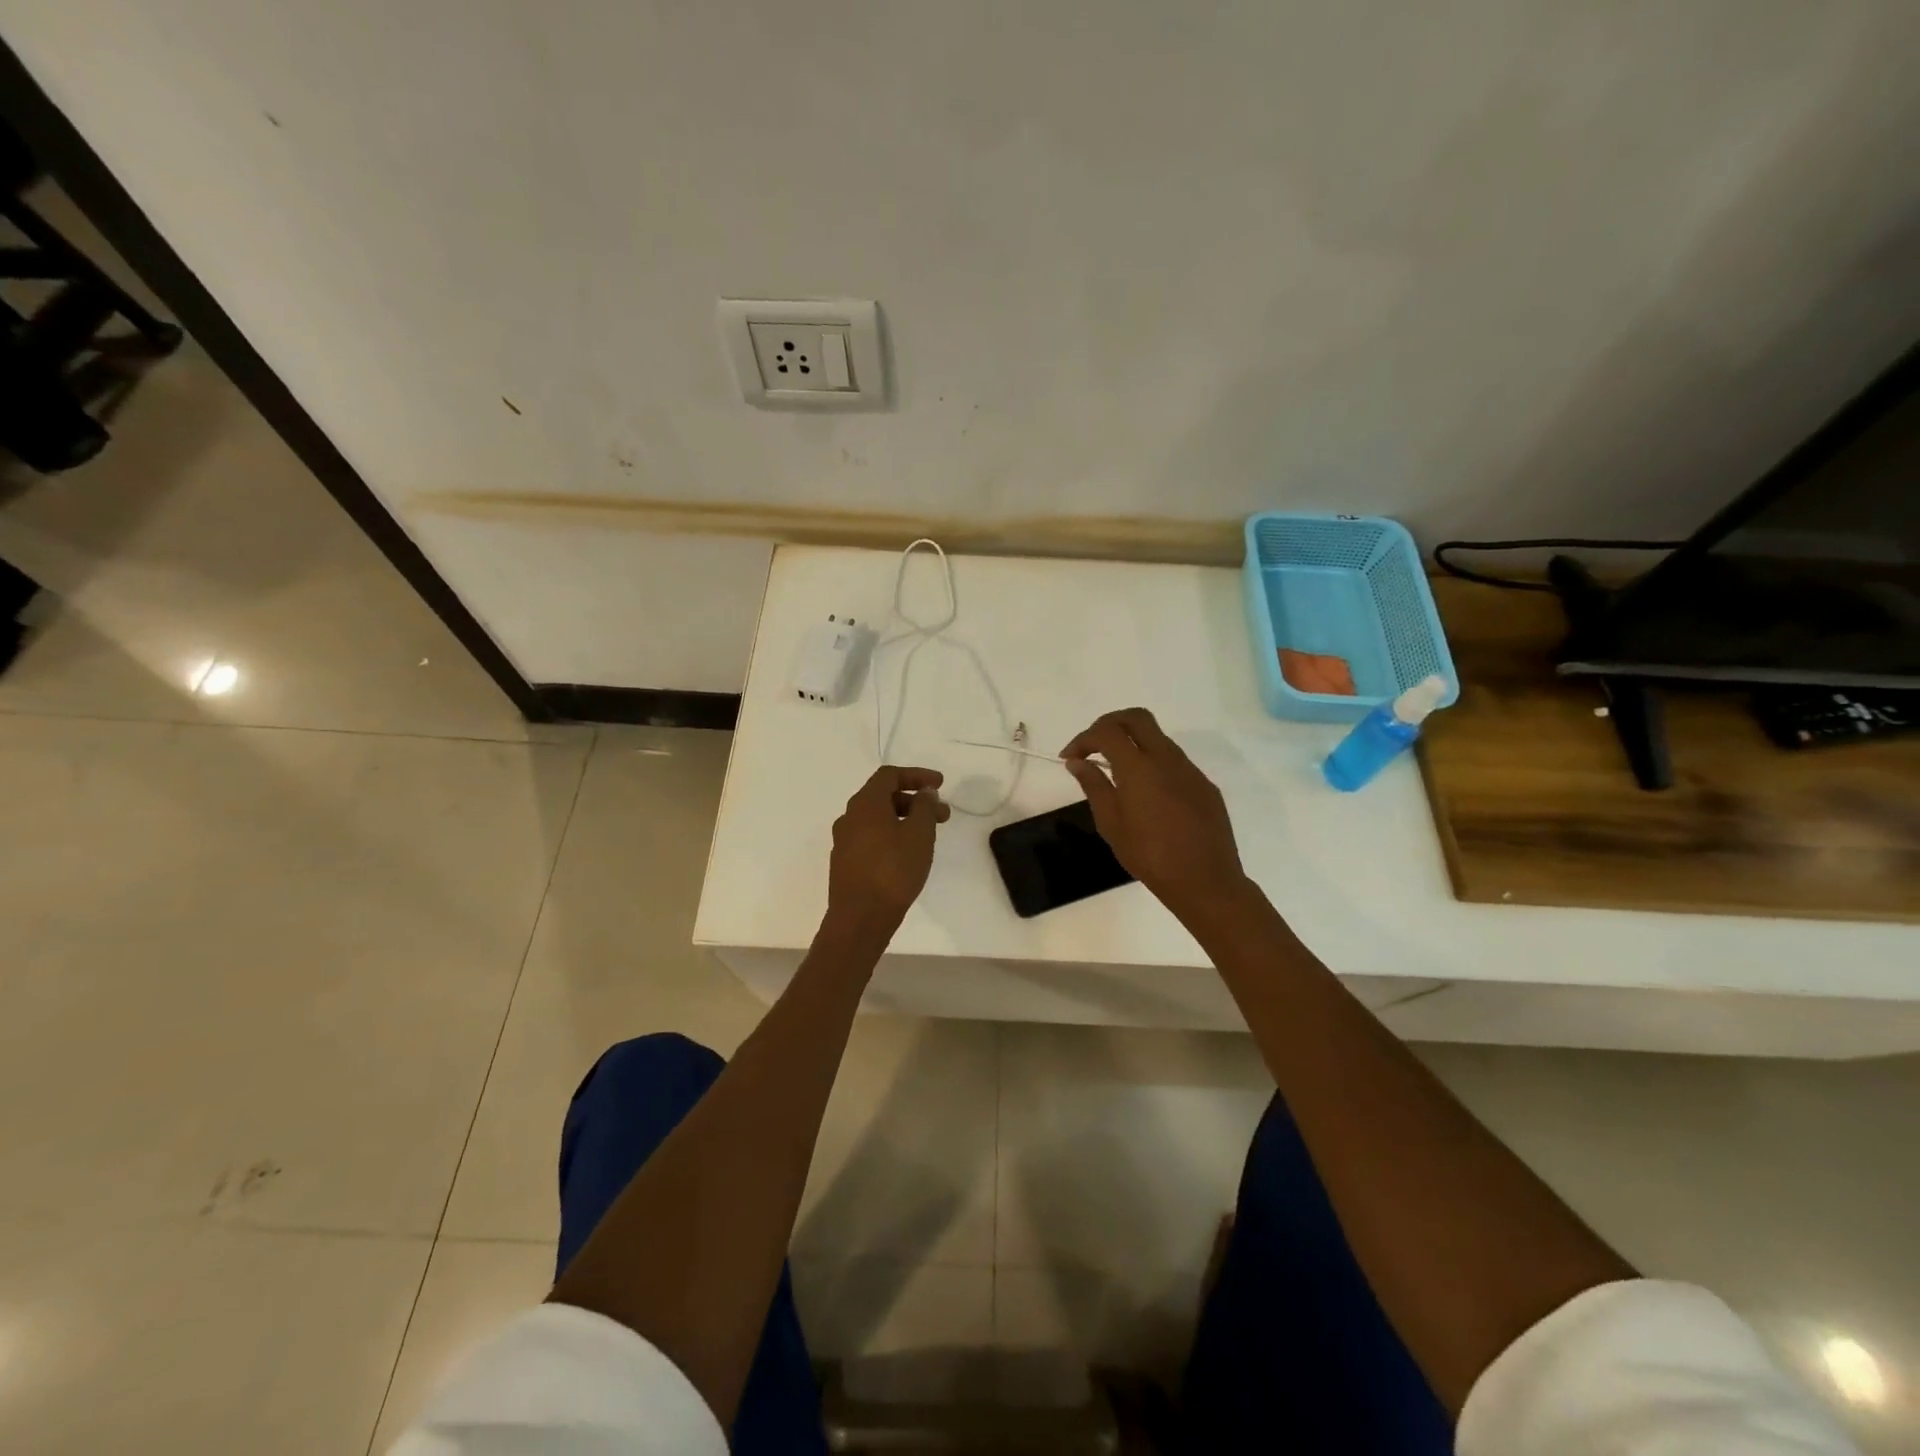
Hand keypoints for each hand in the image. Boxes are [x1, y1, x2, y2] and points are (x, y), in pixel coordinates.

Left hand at [826, 765, 950, 938]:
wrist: (860, 919)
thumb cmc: (893, 871)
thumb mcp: (919, 834)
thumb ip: (925, 807)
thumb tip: (924, 792)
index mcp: (865, 804)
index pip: (889, 775)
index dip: (917, 775)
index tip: (940, 785)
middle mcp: (849, 817)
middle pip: (883, 796)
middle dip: (915, 801)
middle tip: (942, 815)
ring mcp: (844, 841)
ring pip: (878, 819)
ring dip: (905, 819)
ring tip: (929, 836)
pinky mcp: (846, 863)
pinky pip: (871, 838)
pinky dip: (892, 835)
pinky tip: (908, 854)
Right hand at [1060, 709, 1250, 924]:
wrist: (1205, 881)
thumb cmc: (1150, 856)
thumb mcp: (1111, 824)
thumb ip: (1094, 786)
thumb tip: (1078, 763)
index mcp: (1139, 768)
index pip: (1106, 732)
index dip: (1083, 739)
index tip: (1069, 758)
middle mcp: (1167, 759)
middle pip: (1136, 718)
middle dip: (1109, 723)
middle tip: (1093, 745)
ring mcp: (1190, 770)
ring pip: (1158, 738)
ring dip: (1133, 743)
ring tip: (1116, 770)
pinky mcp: (1205, 785)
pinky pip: (1174, 761)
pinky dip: (1153, 763)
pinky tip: (1146, 793)